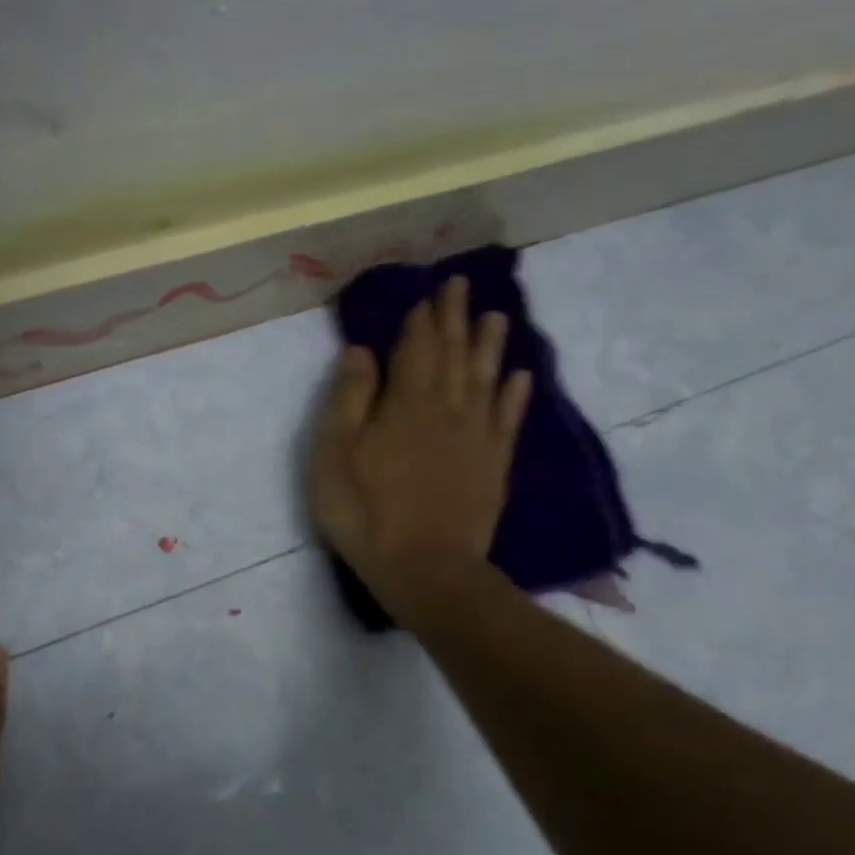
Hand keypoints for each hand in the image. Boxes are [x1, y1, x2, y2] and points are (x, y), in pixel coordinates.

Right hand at [309, 276, 531, 629]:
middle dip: (456, 318)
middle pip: (454, 354)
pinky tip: (520, 376)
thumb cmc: (366, 511)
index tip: (430, 290)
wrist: (425, 569)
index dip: (422, 318)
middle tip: (462, 286)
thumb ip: (348, 398)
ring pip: (486, 378)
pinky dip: (515, 393)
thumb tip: (361, 350)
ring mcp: (476, 437)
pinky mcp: (493, 465)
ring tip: (497, 316)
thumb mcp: (334, 454)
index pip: (417, 347)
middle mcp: (447, 408)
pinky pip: (509, 419)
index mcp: (406, 402)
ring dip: (490, 345)